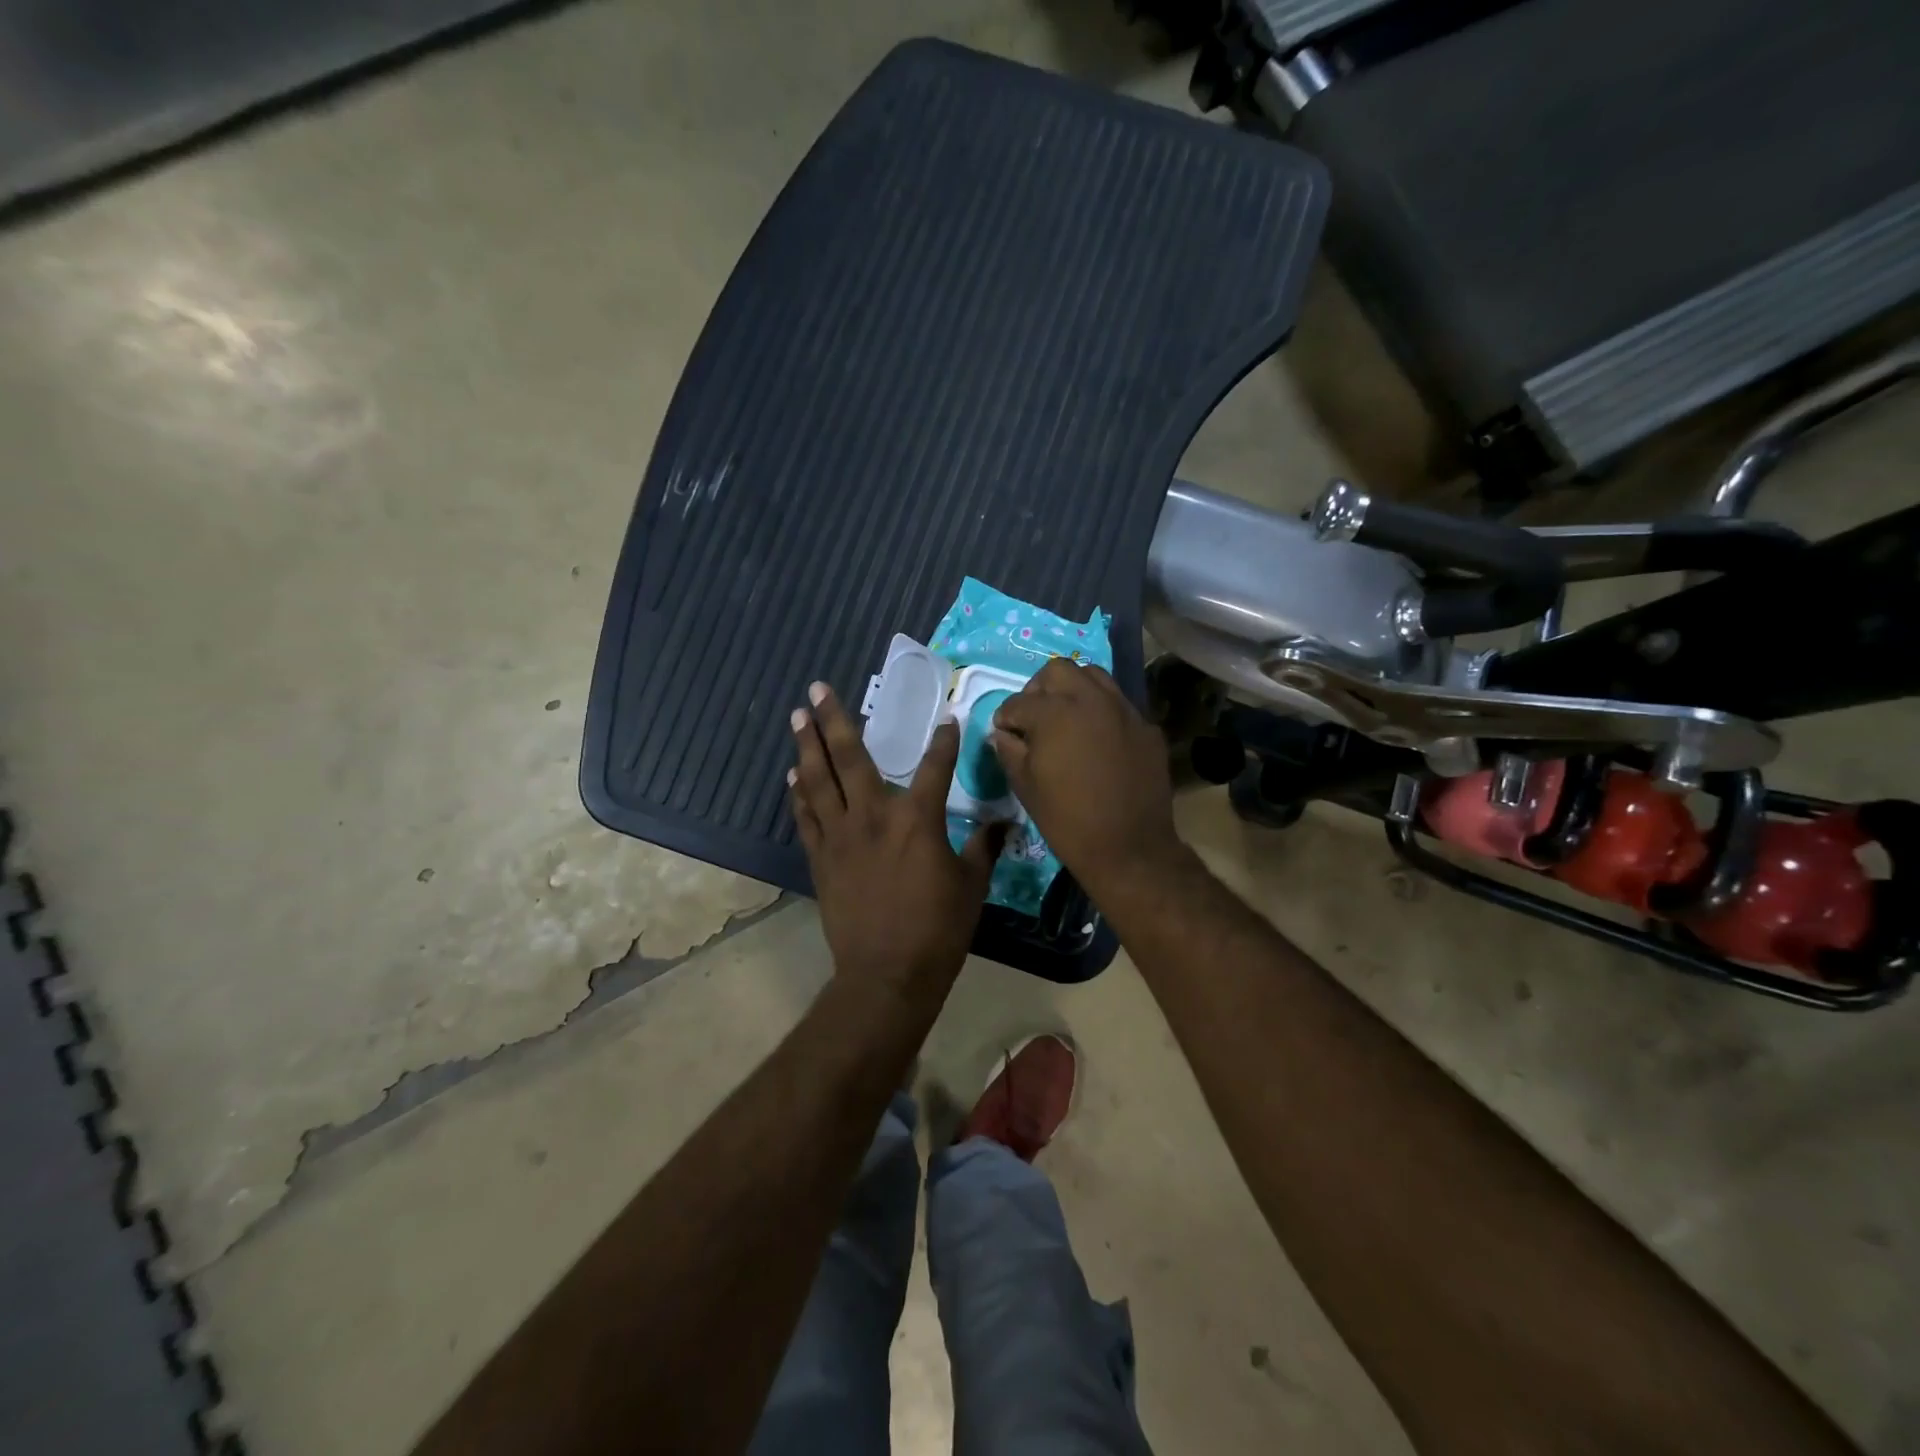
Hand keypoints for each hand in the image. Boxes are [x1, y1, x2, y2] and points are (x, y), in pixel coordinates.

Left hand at [789, 682, 1003, 1004]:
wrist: (888, 974)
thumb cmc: (938, 929)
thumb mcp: (972, 885)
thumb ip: (984, 847)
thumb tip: (1002, 823)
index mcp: (917, 819)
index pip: (935, 765)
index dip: (944, 740)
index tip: (948, 719)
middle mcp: (874, 815)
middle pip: (850, 757)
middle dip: (834, 719)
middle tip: (819, 688)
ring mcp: (841, 836)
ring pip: (818, 779)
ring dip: (807, 745)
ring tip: (798, 716)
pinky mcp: (821, 858)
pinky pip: (806, 816)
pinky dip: (799, 794)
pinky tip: (794, 775)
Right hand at [991, 661, 1181, 898]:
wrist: (1129, 847)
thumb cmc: (1067, 819)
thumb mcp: (1025, 786)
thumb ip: (1009, 750)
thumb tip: (1003, 733)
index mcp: (1053, 713)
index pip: (1018, 702)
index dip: (1006, 718)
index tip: (1005, 733)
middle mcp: (1090, 699)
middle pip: (1057, 671)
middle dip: (1039, 690)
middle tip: (1035, 717)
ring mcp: (1123, 709)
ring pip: (1093, 676)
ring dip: (1074, 690)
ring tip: (1067, 718)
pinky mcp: (1146, 726)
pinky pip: (1118, 704)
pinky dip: (1102, 711)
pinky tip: (1098, 738)